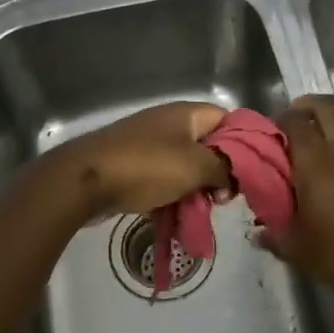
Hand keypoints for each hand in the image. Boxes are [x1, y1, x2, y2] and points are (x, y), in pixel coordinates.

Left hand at [47, 102, 231, 221]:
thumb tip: (233, 177)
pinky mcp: (132, 166)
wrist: (85, 180)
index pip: (228, 120)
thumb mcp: (195, 166)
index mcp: (186, 114)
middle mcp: (168, 124)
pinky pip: (162, 180)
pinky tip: (175, 218)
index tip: (247, 174)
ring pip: (184, 167)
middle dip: (217, 174)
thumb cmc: (146, 167)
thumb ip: (224, 168)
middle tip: (221, 200)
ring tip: (198, 213)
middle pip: (207, 146)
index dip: (243, 145)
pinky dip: (171, 197)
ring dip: (194, 190)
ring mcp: (147, 144)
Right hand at [258, 94, 333, 312]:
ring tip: (303, 155)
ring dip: (322, 127)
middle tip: (285, 132)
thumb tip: (260, 233)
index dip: (276, 122)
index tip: (262, 139)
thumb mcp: (300, 252)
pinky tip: (325, 180)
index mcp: (317, 163)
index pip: (294, 121)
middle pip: (325, 106)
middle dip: (303, 108)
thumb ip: (276, 238)